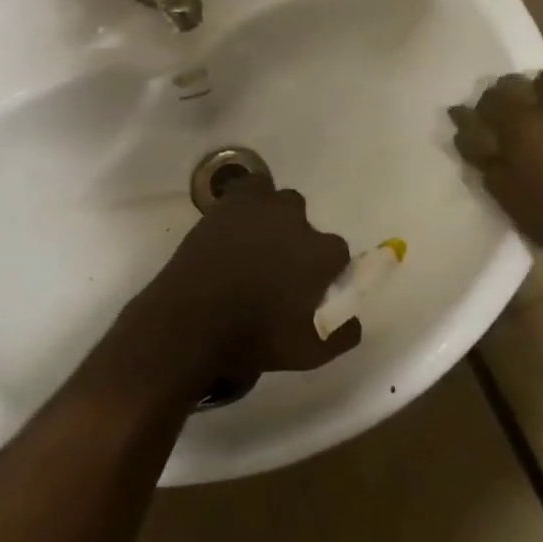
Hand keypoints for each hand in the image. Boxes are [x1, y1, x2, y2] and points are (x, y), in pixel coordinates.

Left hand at [122, 179, 357, 393]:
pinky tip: (239, 222)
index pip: (337, 253)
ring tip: (256, 245)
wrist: (190, 322)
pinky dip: (250, 200)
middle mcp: (298, 221)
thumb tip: (352, 318)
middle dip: (298, 242)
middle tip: (278, 269)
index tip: (308, 288)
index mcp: (321, 253)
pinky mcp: (230, 202)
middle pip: (307, 225)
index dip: (323, 271)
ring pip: (281, 202)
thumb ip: (343, 333)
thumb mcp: (310, 353)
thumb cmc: (253, 339)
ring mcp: (262, 206)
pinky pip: (250, 188)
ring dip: (275, 219)